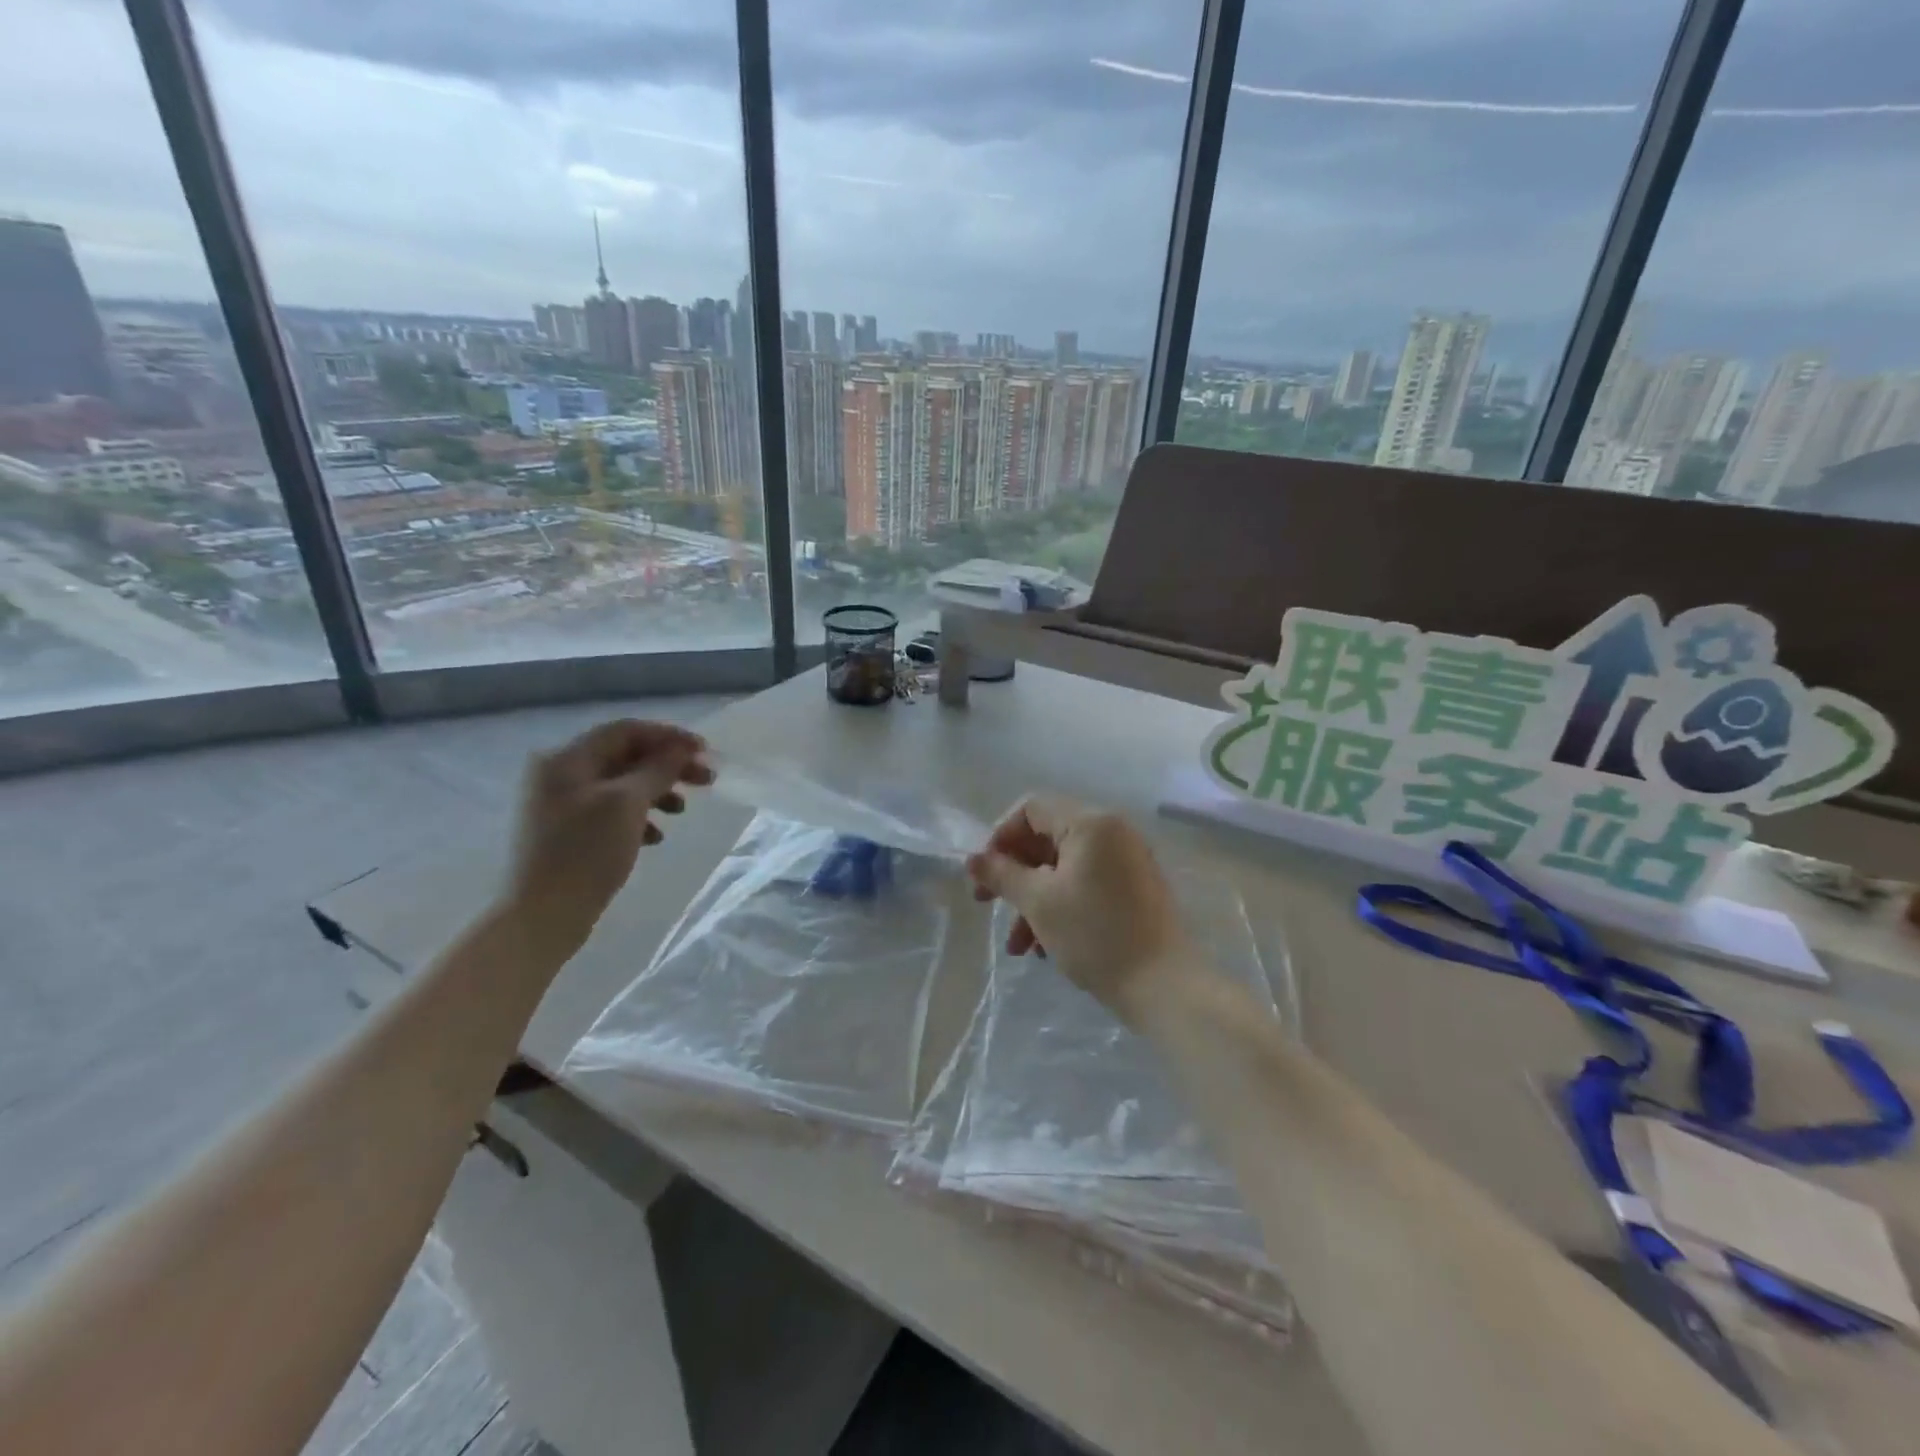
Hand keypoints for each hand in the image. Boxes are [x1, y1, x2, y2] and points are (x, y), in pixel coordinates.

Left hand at [505, 719, 713, 953]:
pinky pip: (612, 812)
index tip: (705, 752)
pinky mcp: (570, 833)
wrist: (542, 917)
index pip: (626, 731)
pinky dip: (639, 817)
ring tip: (681, 811)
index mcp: (567, 759)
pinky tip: (656, 837)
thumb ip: (657, 769)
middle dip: (667, 766)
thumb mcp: (627, 804)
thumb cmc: (585, 853)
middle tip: (706, 780)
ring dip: (657, 791)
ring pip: (622, 785)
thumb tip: (682, 748)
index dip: (669, 737)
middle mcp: (561, 775)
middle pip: (625, 757)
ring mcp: (562, 805)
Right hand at [967, 796, 1189, 1023]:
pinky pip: (1087, 885)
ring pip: (1065, 869)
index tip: (985, 874)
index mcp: (1091, 823)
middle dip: (1014, 875)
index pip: (1032, 809)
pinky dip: (1062, 907)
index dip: (1000, 837)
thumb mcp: (1039, 903)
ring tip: (1018, 947)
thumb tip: (973, 859)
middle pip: (1048, 839)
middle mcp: (1113, 832)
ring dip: (1034, 900)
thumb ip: (1002, 875)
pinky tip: (1045, 948)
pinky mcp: (1136, 889)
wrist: (1165, 987)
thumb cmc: (1095, 935)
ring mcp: (1128, 861)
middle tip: (986, 904)